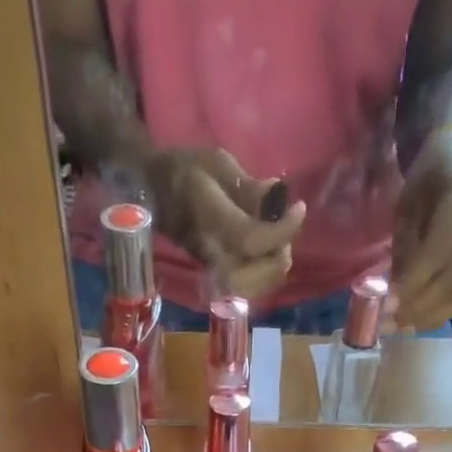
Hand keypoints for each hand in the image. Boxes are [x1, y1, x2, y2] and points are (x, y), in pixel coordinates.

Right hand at [147, 148, 306, 300]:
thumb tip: (276, 195)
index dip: (281, 230)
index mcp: (208, 218)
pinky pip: (247, 288)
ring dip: (273, 266)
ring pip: (253, 288)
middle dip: (278, 254)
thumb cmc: (184, 171)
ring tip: (277, 239)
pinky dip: (264, 274)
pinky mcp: (215, 276)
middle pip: (255, 275)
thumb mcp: (215, 163)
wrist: (153, 192)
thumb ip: (246, 185)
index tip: (298, 208)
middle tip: (285, 228)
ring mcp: (211, 269)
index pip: (250, 239)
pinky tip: (267, 251)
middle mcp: (210, 252)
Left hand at [389, 128, 451, 331]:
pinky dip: (446, 312)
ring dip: (432, 316)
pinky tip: (422, 319)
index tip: (386, 306)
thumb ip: (404, 249)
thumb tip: (394, 296)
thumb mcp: (407, 207)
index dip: (412, 283)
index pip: (439, 252)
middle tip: (390, 323)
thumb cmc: (427, 181)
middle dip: (419, 307)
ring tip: (403, 327)